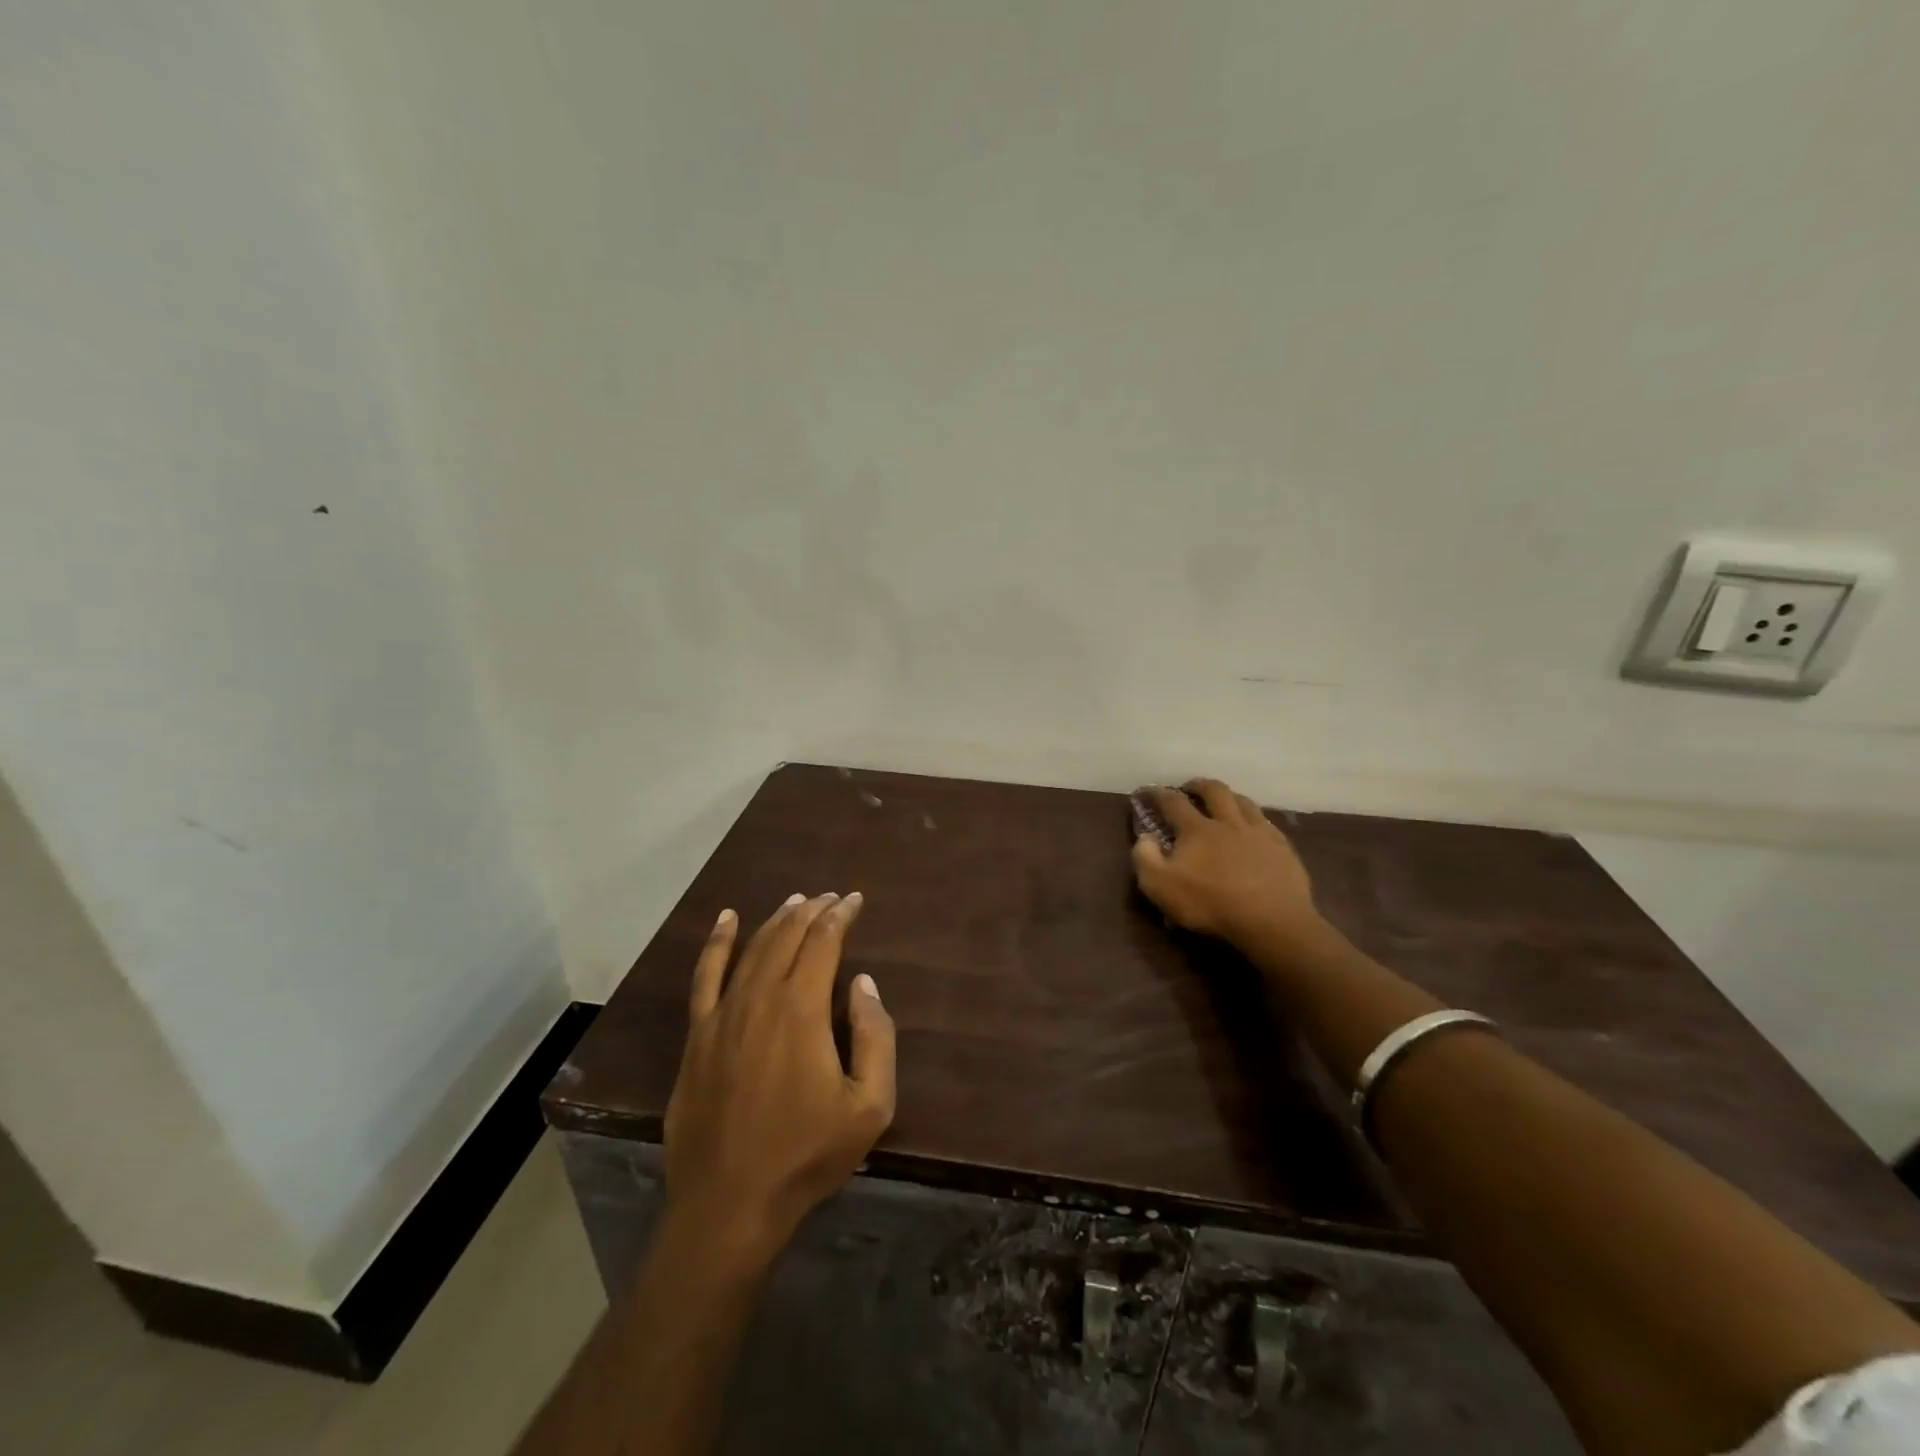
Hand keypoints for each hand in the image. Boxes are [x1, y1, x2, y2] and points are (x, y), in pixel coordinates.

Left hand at [663, 893, 895, 1259]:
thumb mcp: (869, 1105)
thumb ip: (874, 1035)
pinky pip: (705, 975)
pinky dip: (717, 943)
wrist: (729, 1203)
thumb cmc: (806, 1154)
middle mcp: (760, 997)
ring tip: (796, 901)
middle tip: (831, 898)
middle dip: (813, 911)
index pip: (824, 942)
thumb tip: (863, 983)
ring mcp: (722, 1014)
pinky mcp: (697, 1035)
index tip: (854, 900)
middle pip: (787, 937)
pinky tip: (727, 920)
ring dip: (776, 920)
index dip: (840, 915)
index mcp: (802, 1009)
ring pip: (752, 948)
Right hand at [1132, 779, 1325, 953]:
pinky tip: (1254, 827)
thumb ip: (1145, 859)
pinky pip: (1267, 822)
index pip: (1173, 801)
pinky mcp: (1283, 848)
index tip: (1147, 791)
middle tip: (1190, 788)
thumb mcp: (1161, 887)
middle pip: (1214, 790)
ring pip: (1244, 801)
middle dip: (1198, 785)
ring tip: (1223, 802)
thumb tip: (1145, 837)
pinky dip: (1254, 818)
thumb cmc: (1211, 904)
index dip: (1157, 793)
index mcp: (1197, 829)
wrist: (1272, 922)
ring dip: (1229, 797)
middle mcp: (1228, 822)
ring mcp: (1259, 833)